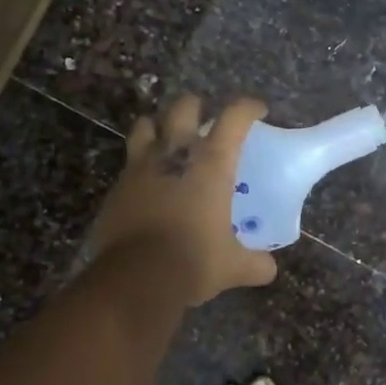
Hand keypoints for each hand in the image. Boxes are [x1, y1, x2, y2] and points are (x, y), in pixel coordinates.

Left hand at [91, 94, 277, 305]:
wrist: (135, 279)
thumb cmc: (193, 261)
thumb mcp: (233, 266)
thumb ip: (254, 263)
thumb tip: (267, 269)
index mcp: (212, 163)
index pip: (234, 116)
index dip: (248, 107)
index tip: (259, 111)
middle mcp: (175, 154)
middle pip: (184, 107)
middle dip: (197, 106)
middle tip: (206, 119)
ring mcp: (140, 167)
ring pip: (145, 124)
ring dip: (158, 125)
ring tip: (168, 139)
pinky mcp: (117, 187)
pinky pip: (129, 163)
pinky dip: (140, 164)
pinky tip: (148, 182)